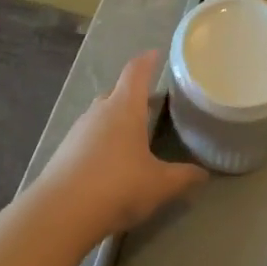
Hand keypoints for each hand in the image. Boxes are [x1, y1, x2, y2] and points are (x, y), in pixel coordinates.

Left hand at [33, 50, 207, 243]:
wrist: (61, 212)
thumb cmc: (118, 186)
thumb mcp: (160, 185)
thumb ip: (183, 177)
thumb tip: (204, 174)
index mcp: (125, 107)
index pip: (136, 72)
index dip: (147, 61)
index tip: (155, 53)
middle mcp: (100, 111)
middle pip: (117, 92)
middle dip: (132, 94)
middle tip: (150, 102)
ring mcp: (78, 130)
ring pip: (100, 114)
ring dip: (115, 119)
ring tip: (131, 133)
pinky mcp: (64, 151)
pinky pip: (88, 136)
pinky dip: (101, 140)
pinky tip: (109, 161)